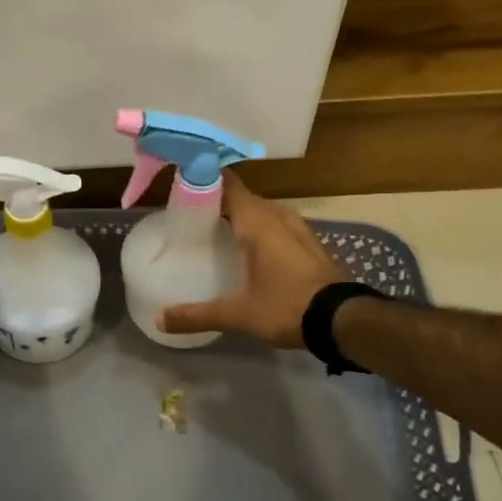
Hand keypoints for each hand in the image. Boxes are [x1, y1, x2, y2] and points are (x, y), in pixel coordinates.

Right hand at [158, 173, 343, 347]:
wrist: (342, 320)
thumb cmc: (286, 306)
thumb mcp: (237, 314)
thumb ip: (196, 315)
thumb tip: (159, 320)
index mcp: (257, 222)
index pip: (227, 184)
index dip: (205, 180)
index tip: (182, 185)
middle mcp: (277, 216)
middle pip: (244, 197)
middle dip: (220, 201)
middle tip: (193, 216)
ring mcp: (299, 228)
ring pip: (264, 211)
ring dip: (243, 216)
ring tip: (220, 231)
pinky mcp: (310, 244)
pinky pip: (279, 225)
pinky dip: (262, 229)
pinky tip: (252, 250)